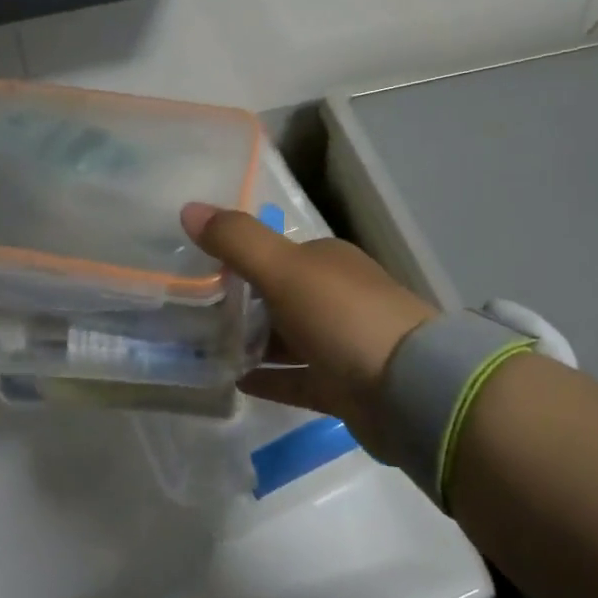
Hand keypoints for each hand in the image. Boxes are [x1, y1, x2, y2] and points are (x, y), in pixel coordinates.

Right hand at [180, 203, 439, 460]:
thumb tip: (189, 208)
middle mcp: (334, 297)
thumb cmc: (345, 317)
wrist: (411, 389)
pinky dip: (268, 379)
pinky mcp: (342, 387)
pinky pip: (295, 379)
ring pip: (285, 339)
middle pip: (277, 297)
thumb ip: (237, 241)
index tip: (192, 272)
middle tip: (186, 316)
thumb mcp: (285, 270)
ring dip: (250, 344)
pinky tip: (233, 382)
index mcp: (325, 261)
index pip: (273, 253)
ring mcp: (340, 343)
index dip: (235, 259)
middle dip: (237, 304)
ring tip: (200, 350)